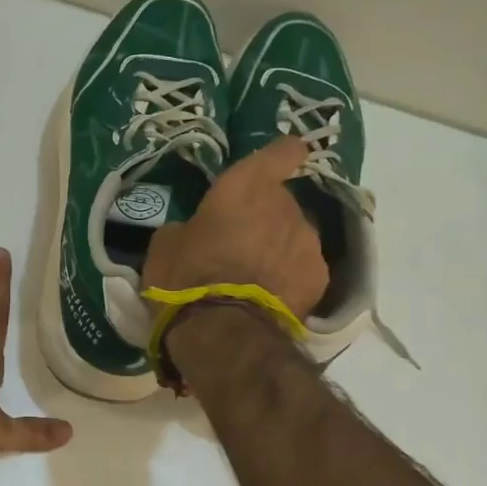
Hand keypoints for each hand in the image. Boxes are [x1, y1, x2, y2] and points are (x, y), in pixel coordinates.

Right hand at [142, 137, 329, 318]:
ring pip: (294, 235)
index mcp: (246, 186)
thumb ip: (190, 225)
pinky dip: (290, 276)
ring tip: (255, 275)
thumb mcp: (166, 243)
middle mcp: (285, 206)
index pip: (281, 152)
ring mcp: (308, 242)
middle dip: (264, 216)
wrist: (224, 334)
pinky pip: (303, 267)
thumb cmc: (186, 277)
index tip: (279, 161)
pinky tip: (270, 296)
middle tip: (239, 242)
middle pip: (281, 201)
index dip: (282, 155)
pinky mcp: (320, 278)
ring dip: (278, 246)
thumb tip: (196, 231)